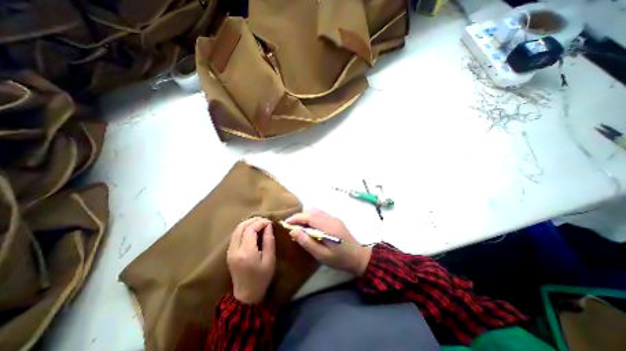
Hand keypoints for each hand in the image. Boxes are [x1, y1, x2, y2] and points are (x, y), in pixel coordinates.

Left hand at [226, 216, 273, 304]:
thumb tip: (269, 225)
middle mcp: (235, 249)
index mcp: (246, 252)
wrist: (246, 295)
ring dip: (248, 224)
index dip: (260, 222)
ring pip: (237, 230)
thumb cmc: (262, 278)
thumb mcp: (270, 259)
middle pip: (241, 227)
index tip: (270, 222)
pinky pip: (235, 235)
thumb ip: (269, 240)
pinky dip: (244, 229)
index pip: (250, 229)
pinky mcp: (229, 253)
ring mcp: (230, 251)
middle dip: (254, 221)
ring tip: (260, 223)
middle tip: (265, 221)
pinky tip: (252, 230)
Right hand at [285, 209, 369, 275]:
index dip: (296, 218)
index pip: (309, 216)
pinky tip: (310, 227)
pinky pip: (320, 214)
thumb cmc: (340, 259)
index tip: (286, 223)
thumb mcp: (322, 255)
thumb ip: (307, 242)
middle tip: (291, 227)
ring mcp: (334, 218)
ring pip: (316, 211)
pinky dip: (312, 218)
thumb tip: (293, 231)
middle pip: (311, 211)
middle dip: (299, 217)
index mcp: (328, 227)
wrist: (359, 257)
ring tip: (299, 228)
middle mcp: (331, 218)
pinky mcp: (335, 219)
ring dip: (306, 217)